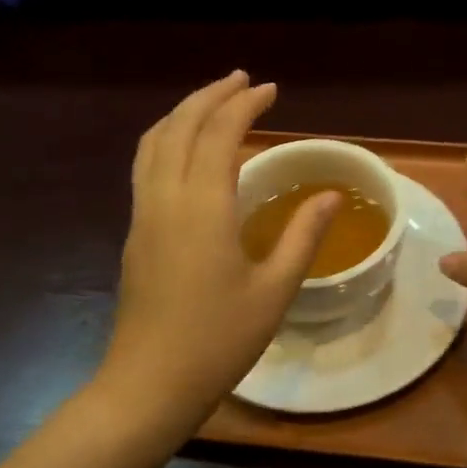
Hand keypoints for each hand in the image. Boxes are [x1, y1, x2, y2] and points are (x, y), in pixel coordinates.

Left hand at [98, 72, 337, 440]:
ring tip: (213, 103)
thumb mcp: (274, 290)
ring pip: (153, 142)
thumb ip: (303, 236)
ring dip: (183, 113)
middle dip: (211, 95)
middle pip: (180, 125)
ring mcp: (143, 214)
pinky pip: (146, 165)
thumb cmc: (219, 341)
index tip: (272, 90)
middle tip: (243, 82)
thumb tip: (331, 196)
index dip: (245, 104)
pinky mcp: (135, 233)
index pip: (220, 133)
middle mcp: (165, 198)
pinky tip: (187, 152)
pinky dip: (167, 139)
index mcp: (203, 206)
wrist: (148, 385)